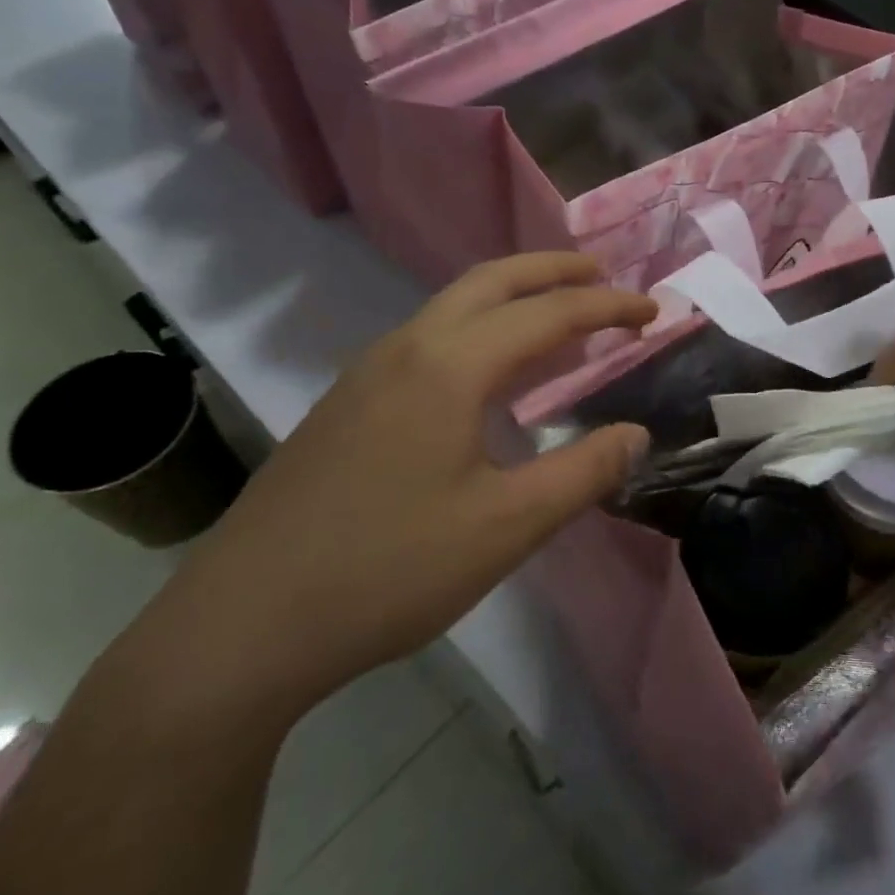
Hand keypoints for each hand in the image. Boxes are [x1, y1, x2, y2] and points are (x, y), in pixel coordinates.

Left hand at [146, 254, 654, 718]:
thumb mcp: (507, 528)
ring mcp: (367, 373)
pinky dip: (478, 329)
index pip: (548, 314)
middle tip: (602, 277)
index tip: (652, 311)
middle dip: (553, 270)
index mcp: (449, 366)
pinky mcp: (346, 403)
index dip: (607, 306)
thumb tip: (636, 434)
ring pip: (453, 306)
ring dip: (512, 297)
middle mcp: (406, 348)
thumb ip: (583, 473)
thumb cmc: (389, 570)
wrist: (243, 624)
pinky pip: (427, 338)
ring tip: (557, 318)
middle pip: (492, 281)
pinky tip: (488, 375)